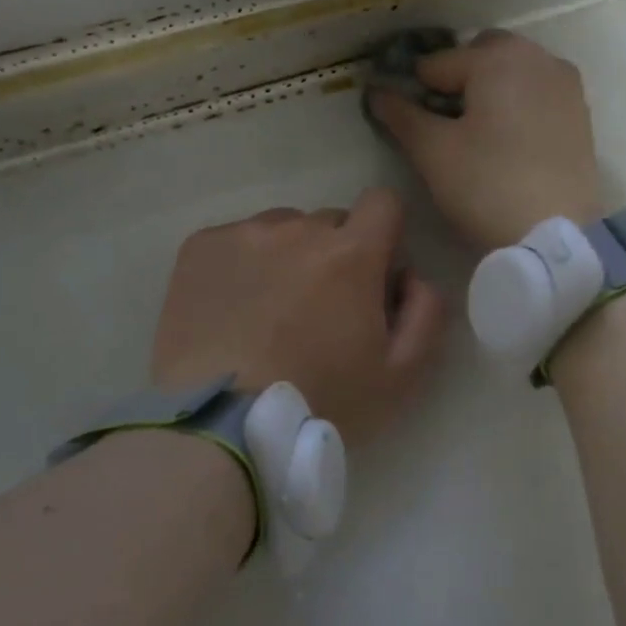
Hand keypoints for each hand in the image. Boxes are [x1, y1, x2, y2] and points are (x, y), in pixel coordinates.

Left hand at [151, 188, 446, 444]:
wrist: (222, 423)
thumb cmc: (320, 401)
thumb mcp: (400, 375)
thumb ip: (426, 313)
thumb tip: (412, 276)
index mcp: (351, 254)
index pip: (383, 202)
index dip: (384, 234)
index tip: (373, 274)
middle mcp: (297, 229)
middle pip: (330, 222)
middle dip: (335, 255)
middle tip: (319, 309)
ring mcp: (244, 235)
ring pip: (281, 229)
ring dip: (287, 257)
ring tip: (269, 312)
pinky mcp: (199, 247)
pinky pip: (236, 240)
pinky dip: (242, 266)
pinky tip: (232, 311)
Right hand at [367, 29, 602, 249]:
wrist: (555, 234)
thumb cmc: (487, 186)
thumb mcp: (433, 152)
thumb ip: (401, 115)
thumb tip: (377, 91)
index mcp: (497, 58)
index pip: (437, 64)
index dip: (414, 91)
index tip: (406, 121)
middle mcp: (536, 57)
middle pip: (480, 56)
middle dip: (457, 80)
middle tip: (443, 125)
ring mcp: (564, 84)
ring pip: (513, 72)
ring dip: (489, 90)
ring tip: (476, 135)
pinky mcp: (580, 113)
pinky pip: (537, 93)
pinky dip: (517, 105)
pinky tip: (507, 143)